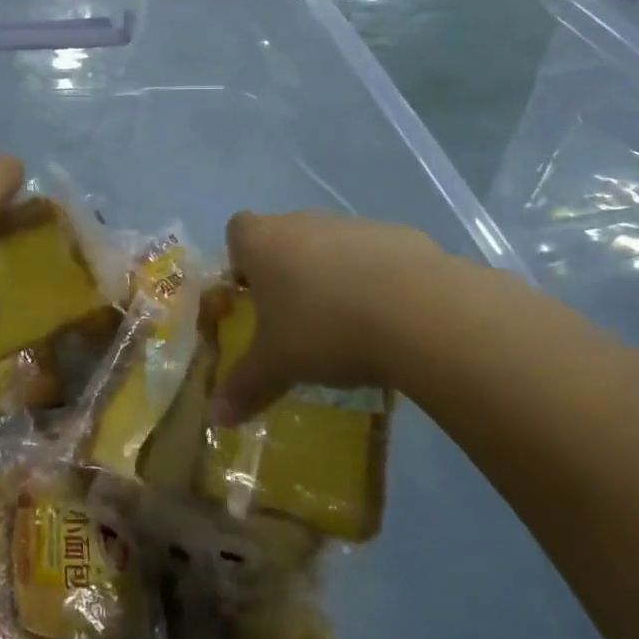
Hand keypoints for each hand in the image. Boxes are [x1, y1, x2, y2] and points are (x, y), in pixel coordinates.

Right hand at [208, 210, 454, 425]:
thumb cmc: (326, 329)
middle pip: (285, 239)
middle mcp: (304, 221)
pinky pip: (376, 258)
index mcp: (264, 240)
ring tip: (348, 327)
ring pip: (332, 247)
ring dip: (333, 277)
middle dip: (288, 275)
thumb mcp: (278, 366)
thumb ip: (244, 386)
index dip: (241, 263)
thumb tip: (217, 417)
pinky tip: (391, 320)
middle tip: (297, 322)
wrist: (421, 312)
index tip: (253, 300)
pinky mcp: (402, 236)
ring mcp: (355, 224)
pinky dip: (377, 281)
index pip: (237, 232)